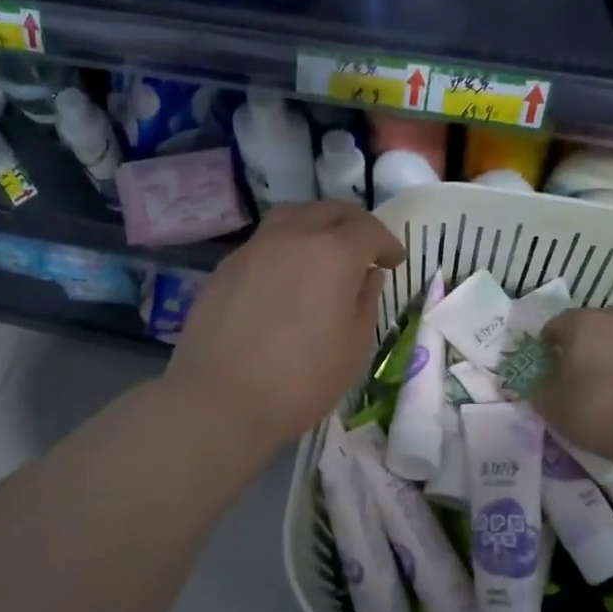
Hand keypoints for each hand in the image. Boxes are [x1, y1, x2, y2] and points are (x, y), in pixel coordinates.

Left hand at [165, 202, 405, 453]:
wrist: (219, 400)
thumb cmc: (300, 381)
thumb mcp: (353, 347)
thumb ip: (365, 301)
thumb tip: (367, 275)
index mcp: (333, 254)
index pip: (368, 229)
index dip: (386, 242)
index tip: (392, 261)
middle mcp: (293, 237)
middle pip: (329, 210)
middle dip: (353, 224)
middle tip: (364, 249)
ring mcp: (254, 248)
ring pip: (291, 215)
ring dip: (315, 224)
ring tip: (322, 251)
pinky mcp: (226, 266)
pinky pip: (264, 241)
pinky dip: (284, 245)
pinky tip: (284, 276)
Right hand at [531, 308, 612, 463]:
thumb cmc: (596, 408)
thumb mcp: (550, 406)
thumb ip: (540, 388)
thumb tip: (544, 383)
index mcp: (580, 323)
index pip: (555, 326)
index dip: (548, 348)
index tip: (549, 371)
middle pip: (591, 328)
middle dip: (583, 347)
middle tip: (579, 377)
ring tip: (610, 389)